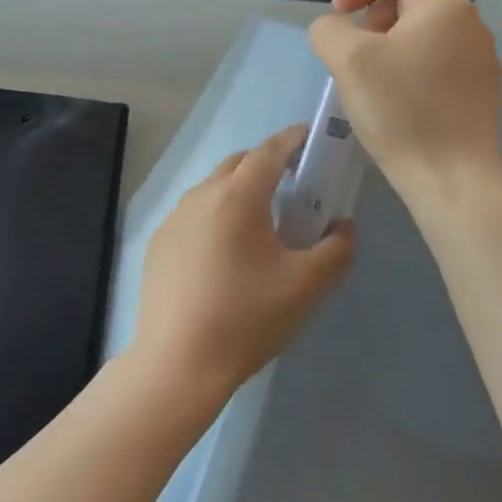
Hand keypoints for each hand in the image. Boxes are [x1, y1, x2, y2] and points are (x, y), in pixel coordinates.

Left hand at [129, 125, 354, 407]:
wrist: (178, 363)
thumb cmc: (247, 318)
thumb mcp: (307, 286)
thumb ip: (337, 249)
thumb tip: (343, 226)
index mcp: (237, 196)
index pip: (269, 150)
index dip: (294, 139)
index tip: (313, 138)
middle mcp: (201, 195)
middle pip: (239, 164)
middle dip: (267, 165)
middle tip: (294, 187)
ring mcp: (174, 219)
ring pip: (213, 189)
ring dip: (240, 192)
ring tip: (262, 225)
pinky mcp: (158, 244)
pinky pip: (194, 215)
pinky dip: (216, 217)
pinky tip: (225, 256)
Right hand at [308, 0, 501, 208]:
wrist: (453, 179)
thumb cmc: (401, 112)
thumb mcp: (348, 61)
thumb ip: (329, 29)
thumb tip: (336, 29)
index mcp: (443, 4)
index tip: (341, 16)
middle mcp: (469, 22)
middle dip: (373, 12)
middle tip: (353, 49)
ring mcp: (479, 56)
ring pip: (423, 26)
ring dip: (388, 39)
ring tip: (370, 76)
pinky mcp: (479, 87)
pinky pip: (437, 56)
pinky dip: (408, 62)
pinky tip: (395, 99)